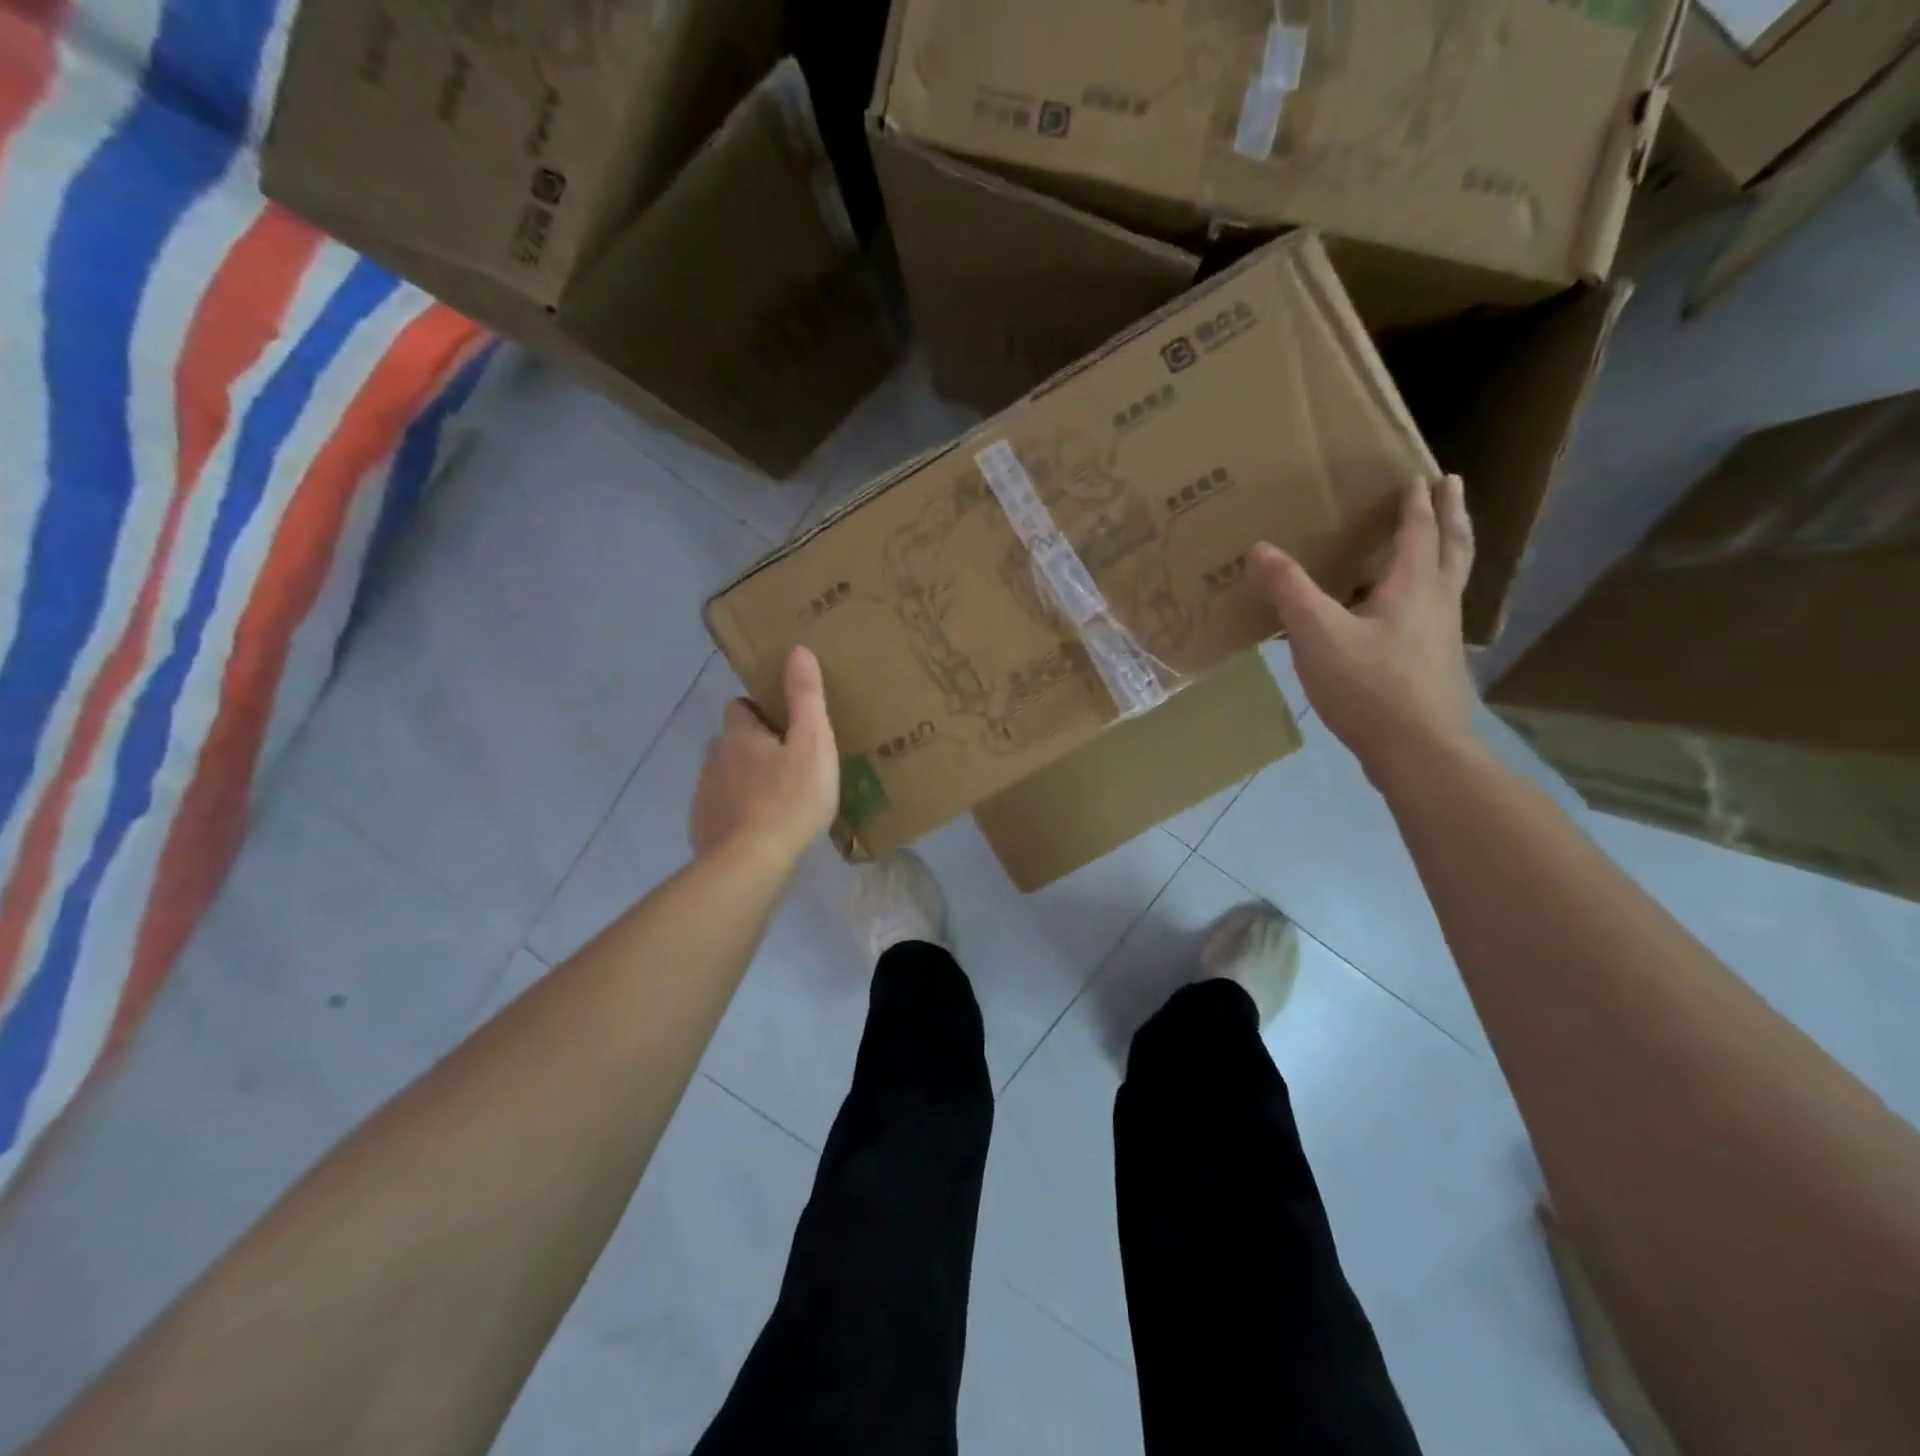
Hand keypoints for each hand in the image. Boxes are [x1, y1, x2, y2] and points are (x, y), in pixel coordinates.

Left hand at [690, 647, 839, 863]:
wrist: (751, 864)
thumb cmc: (790, 799)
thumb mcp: (812, 742)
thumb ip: (805, 696)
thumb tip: (797, 650)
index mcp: (739, 736)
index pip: (740, 707)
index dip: (761, 712)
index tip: (787, 727)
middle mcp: (714, 759)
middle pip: (732, 743)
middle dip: (756, 749)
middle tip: (791, 766)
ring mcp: (704, 796)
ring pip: (727, 777)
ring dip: (747, 782)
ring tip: (781, 801)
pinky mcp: (703, 829)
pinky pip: (722, 811)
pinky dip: (739, 814)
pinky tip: (763, 831)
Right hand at [1250, 476, 1480, 782]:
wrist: (1419, 751)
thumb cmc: (1369, 687)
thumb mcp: (1317, 636)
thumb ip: (1290, 591)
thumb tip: (1260, 548)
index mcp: (1413, 587)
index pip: (1418, 533)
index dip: (1416, 504)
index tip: (1421, 476)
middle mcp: (1437, 604)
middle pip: (1451, 549)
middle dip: (1450, 515)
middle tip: (1450, 487)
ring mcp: (1442, 637)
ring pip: (1451, 581)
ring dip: (1448, 551)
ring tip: (1438, 539)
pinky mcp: (1435, 665)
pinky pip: (1437, 612)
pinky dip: (1432, 592)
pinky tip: (1409, 613)